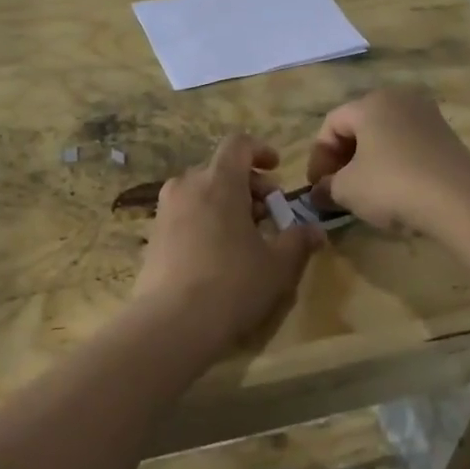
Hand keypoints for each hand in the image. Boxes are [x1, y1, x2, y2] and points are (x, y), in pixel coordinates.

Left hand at [132, 133, 324, 348]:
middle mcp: (187, 185)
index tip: (276, 170)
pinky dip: (206, 220)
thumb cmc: (232, 285)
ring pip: (202, 191)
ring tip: (246, 237)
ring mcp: (165, 210)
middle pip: (221, 169)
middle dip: (249, 186)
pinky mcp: (153, 235)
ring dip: (227, 203)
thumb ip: (298, 241)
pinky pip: (186, 213)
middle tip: (270, 215)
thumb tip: (315, 231)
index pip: (238, 144)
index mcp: (219, 181)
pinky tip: (218, 254)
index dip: (260, 152)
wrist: (170, 324)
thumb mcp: (277, 266)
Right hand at [306, 88, 469, 237]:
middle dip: (341, 159)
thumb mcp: (347, 190)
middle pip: (358, 127)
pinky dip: (393, 164)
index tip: (316, 187)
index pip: (331, 124)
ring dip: (367, 163)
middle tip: (335, 189)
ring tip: (363, 193)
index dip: (318, 156)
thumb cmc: (394, 185)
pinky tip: (393, 191)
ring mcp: (427, 116)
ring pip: (384, 137)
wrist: (461, 201)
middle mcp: (400, 99)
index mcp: (371, 103)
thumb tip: (318, 192)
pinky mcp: (447, 136)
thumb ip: (326, 187)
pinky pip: (407, 145)